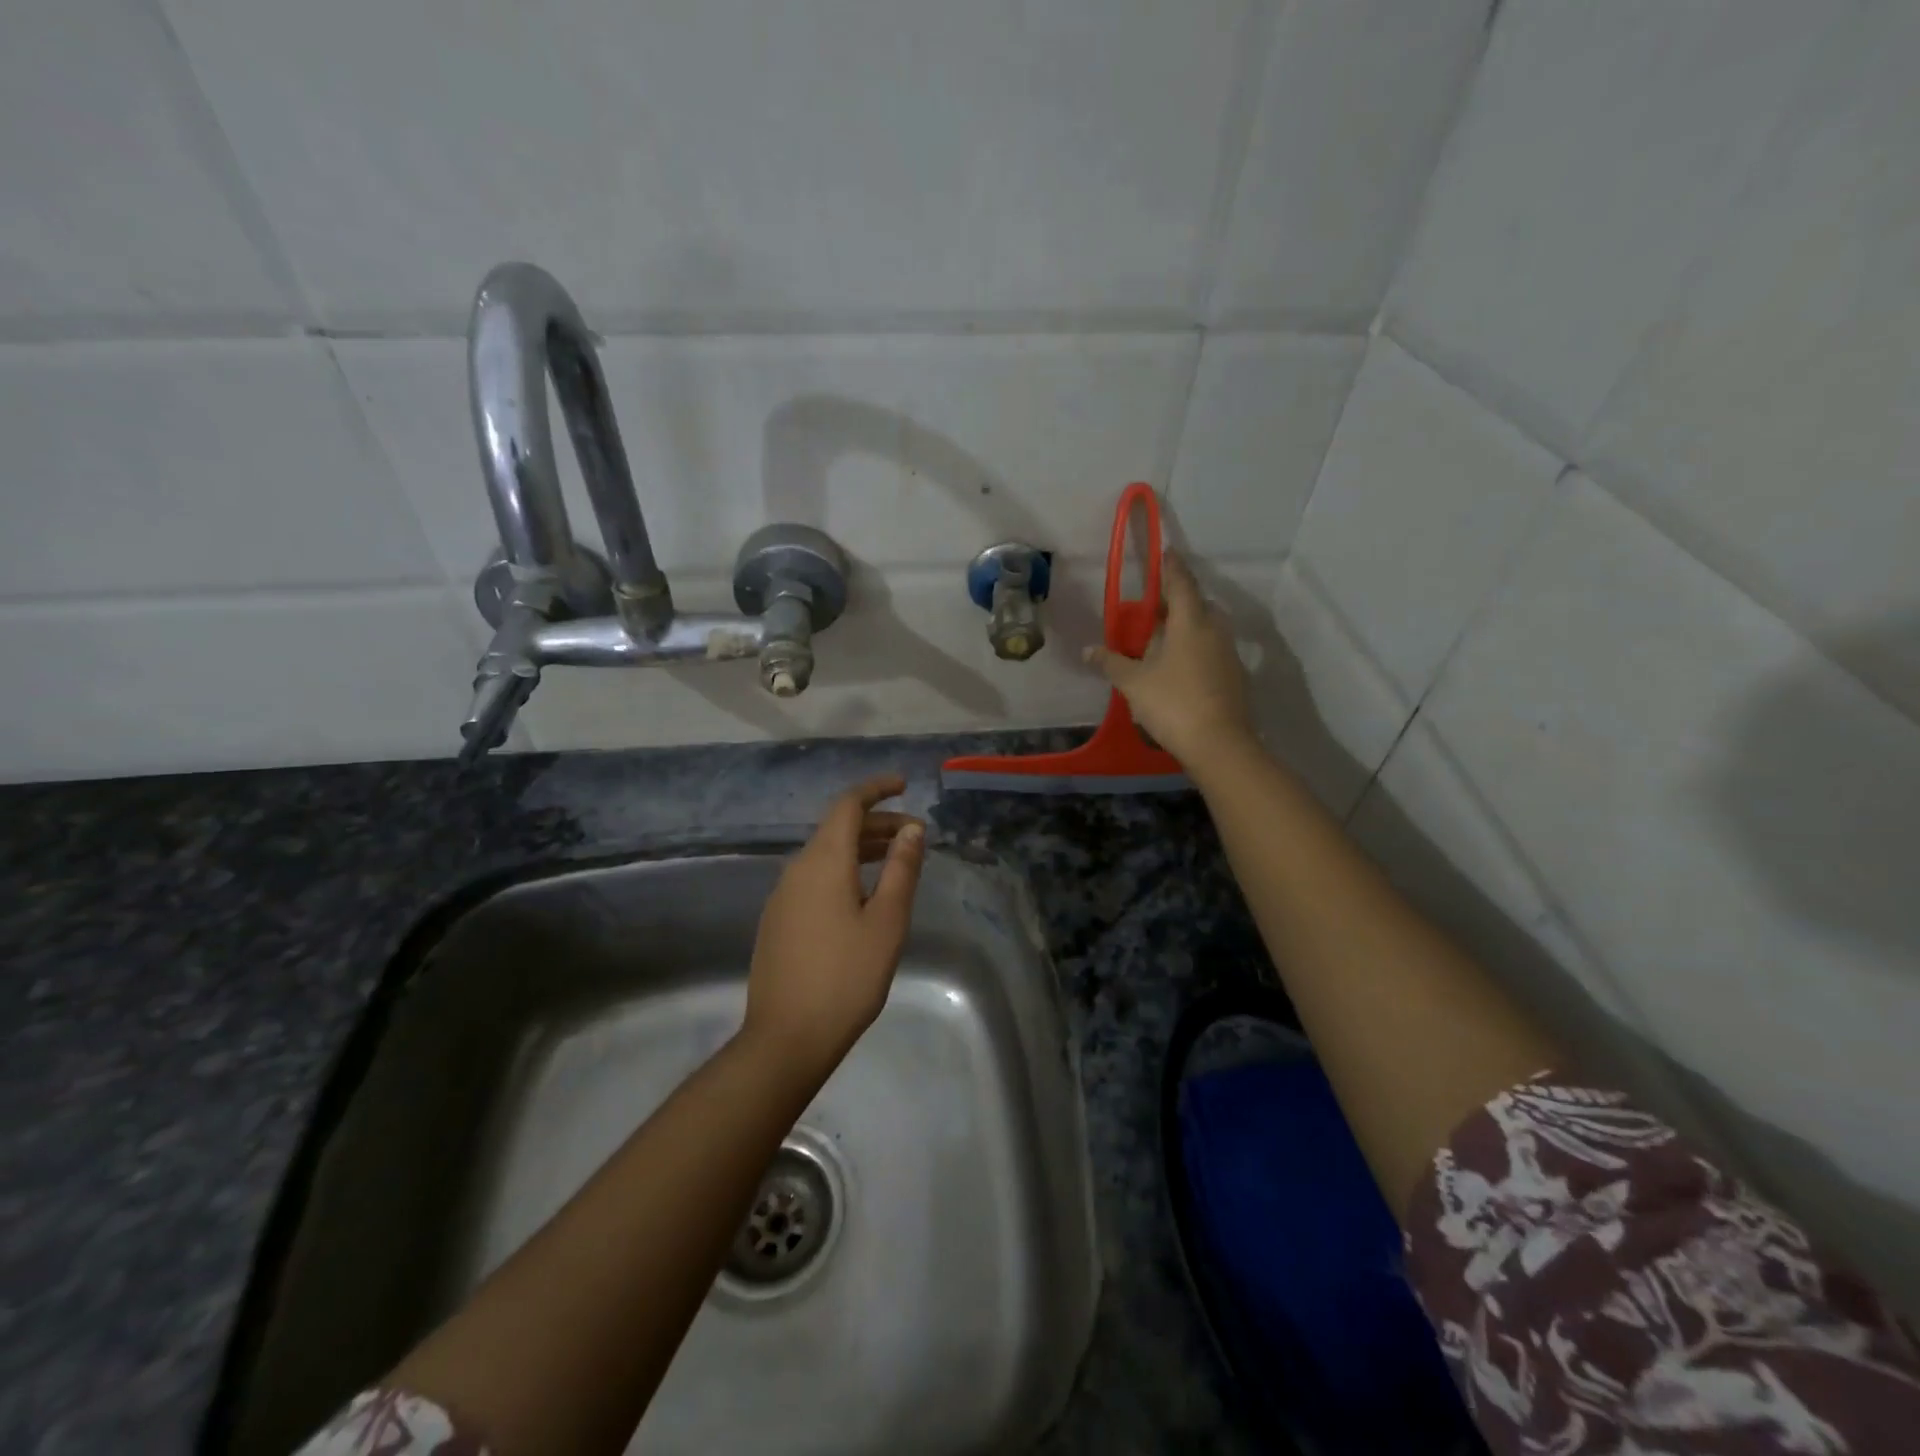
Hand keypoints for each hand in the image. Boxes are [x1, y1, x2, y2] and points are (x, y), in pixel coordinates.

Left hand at [741, 774, 925, 1077]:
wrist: (786, 1037)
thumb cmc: (846, 976)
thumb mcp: (886, 922)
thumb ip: (901, 870)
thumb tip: (912, 828)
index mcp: (823, 861)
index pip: (848, 805)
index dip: (876, 789)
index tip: (904, 785)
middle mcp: (797, 869)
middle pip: (837, 829)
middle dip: (876, 823)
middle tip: (914, 835)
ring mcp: (782, 896)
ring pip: (825, 855)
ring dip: (861, 849)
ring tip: (895, 862)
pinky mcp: (778, 920)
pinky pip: (814, 878)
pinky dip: (843, 871)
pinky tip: (863, 896)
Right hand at [1086, 552, 1253, 765]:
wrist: (1219, 744)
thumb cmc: (1173, 703)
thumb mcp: (1134, 683)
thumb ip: (1111, 663)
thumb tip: (1088, 650)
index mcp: (1191, 622)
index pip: (1181, 583)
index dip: (1171, 567)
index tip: (1166, 552)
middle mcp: (1214, 630)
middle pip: (1197, 605)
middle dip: (1177, 601)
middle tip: (1154, 608)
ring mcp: (1228, 654)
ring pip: (1207, 628)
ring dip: (1187, 627)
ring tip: (1162, 639)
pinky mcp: (1234, 676)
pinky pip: (1212, 650)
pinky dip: (1195, 649)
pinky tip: (1178, 667)